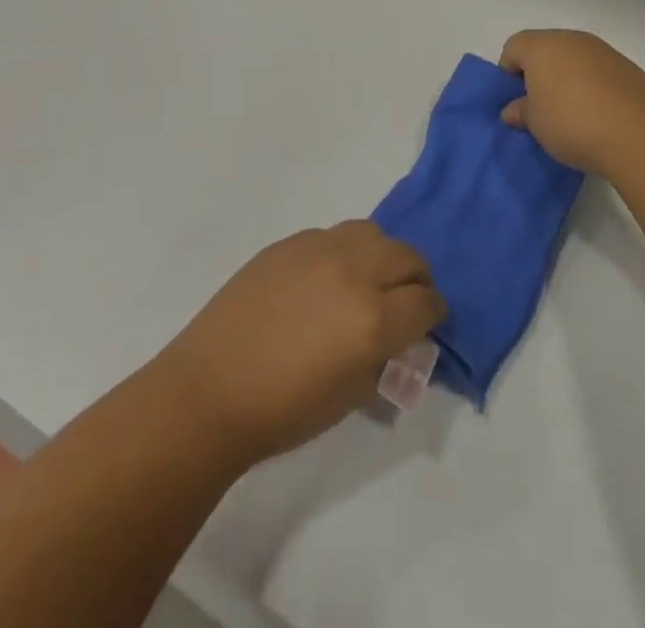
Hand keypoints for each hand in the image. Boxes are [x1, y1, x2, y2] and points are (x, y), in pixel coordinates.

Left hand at [155, 222, 444, 466]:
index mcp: (374, 319)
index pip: (426, 302)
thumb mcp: (350, 397)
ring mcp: (320, 249)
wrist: (210, 389)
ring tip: (369, 280)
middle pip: (408, 256)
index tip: (428, 324)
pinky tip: (327, 279)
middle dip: (416, 279)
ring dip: (383, 255)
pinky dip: (345, 252)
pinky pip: (334, 235)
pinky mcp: (290, 242)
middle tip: (406, 301)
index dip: (434, 314)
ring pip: (373, 233)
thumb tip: (398, 343)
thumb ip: (384, 361)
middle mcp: (354, 272)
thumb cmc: (283, 410)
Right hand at [499, 29, 644, 176]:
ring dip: (567, 79)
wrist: (640, 135)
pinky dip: (592, 86)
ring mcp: (603, 51)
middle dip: (539, 74)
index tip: (517, 101)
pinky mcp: (628, 67)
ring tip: (572, 114)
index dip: (509, 73)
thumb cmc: (573, 123)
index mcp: (542, 46)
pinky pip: (598, 71)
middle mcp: (572, 39)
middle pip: (545, 49)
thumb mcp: (535, 124)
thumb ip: (521, 111)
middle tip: (541, 107)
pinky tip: (598, 114)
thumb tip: (514, 109)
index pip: (513, 47)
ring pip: (574, 59)